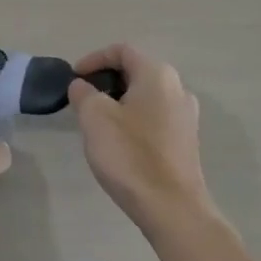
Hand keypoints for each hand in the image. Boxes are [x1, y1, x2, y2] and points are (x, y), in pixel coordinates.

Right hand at [68, 44, 213, 232]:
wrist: (172, 209)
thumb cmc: (130, 155)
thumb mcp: (94, 117)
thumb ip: (83, 92)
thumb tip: (82, 86)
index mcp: (157, 75)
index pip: (122, 51)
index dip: (93, 59)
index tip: (74, 78)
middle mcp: (178, 88)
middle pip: (136, 71)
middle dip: (106, 80)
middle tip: (83, 99)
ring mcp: (186, 116)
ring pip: (146, 95)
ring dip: (119, 101)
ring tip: (98, 121)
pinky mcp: (186, 141)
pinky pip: (155, 117)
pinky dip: (134, 118)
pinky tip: (120, 141)